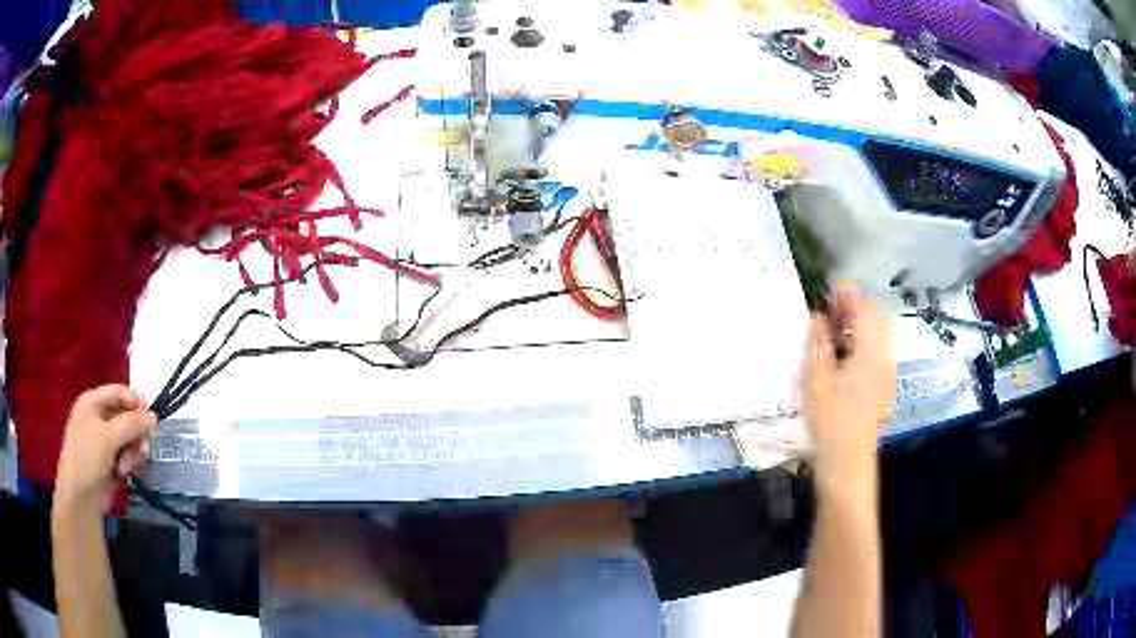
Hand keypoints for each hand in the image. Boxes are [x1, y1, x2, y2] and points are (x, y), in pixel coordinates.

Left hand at [54, 385, 156, 515]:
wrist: (80, 497)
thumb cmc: (88, 458)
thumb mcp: (109, 437)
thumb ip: (132, 424)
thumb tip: (154, 416)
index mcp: (93, 402)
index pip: (119, 392)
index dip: (136, 403)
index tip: (151, 421)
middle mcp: (98, 417)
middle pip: (127, 416)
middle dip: (135, 434)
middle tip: (141, 449)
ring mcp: (104, 440)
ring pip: (129, 438)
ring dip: (133, 452)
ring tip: (127, 467)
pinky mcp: (110, 460)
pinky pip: (127, 454)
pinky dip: (129, 462)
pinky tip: (125, 473)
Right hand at [802, 282, 895, 485]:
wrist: (848, 462)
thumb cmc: (830, 421)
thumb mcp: (815, 380)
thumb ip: (817, 343)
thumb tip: (817, 317)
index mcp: (871, 353)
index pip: (864, 308)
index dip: (846, 293)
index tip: (828, 287)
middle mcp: (885, 357)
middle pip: (877, 316)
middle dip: (854, 306)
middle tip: (829, 310)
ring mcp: (887, 372)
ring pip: (879, 333)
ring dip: (859, 324)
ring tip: (833, 330)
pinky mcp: (884, 384)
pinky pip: (878, 349)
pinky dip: (863, 341)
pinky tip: (843, 354)